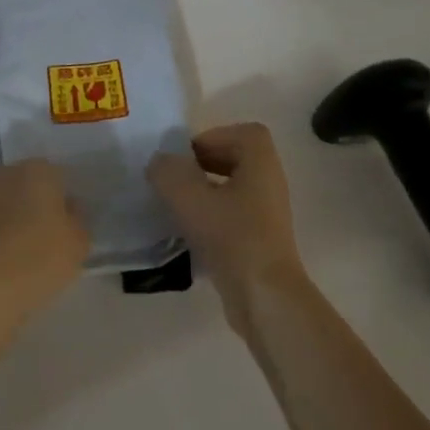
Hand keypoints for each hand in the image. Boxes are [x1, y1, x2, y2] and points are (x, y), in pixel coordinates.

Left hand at [0, 160, 88, 349]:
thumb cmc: (33, 268)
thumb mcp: (77, 248)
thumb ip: (75, 219)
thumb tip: (66, 208)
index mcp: (38, 173)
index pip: (53, 178)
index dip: (56, 202)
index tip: (56, 229)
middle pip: (16, 183)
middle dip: (20, 203)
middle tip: (24, 240)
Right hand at [149, 123, 308, 336]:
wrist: (264, 296)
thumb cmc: (232, 237)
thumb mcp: (191, 199)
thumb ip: (169, 173)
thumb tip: (160, 162)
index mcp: (261, 164)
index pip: (243, 133)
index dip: (213, 137)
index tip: (186, 155)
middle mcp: (269, 183)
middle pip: (236, 159)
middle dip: (203, 163)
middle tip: (175, 178)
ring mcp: (267, 214)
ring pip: (232, 189)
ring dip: (204, 191)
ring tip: (175, 204)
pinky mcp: (259, 241)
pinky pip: (232, 215)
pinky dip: (210, 216)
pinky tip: (186, 233)